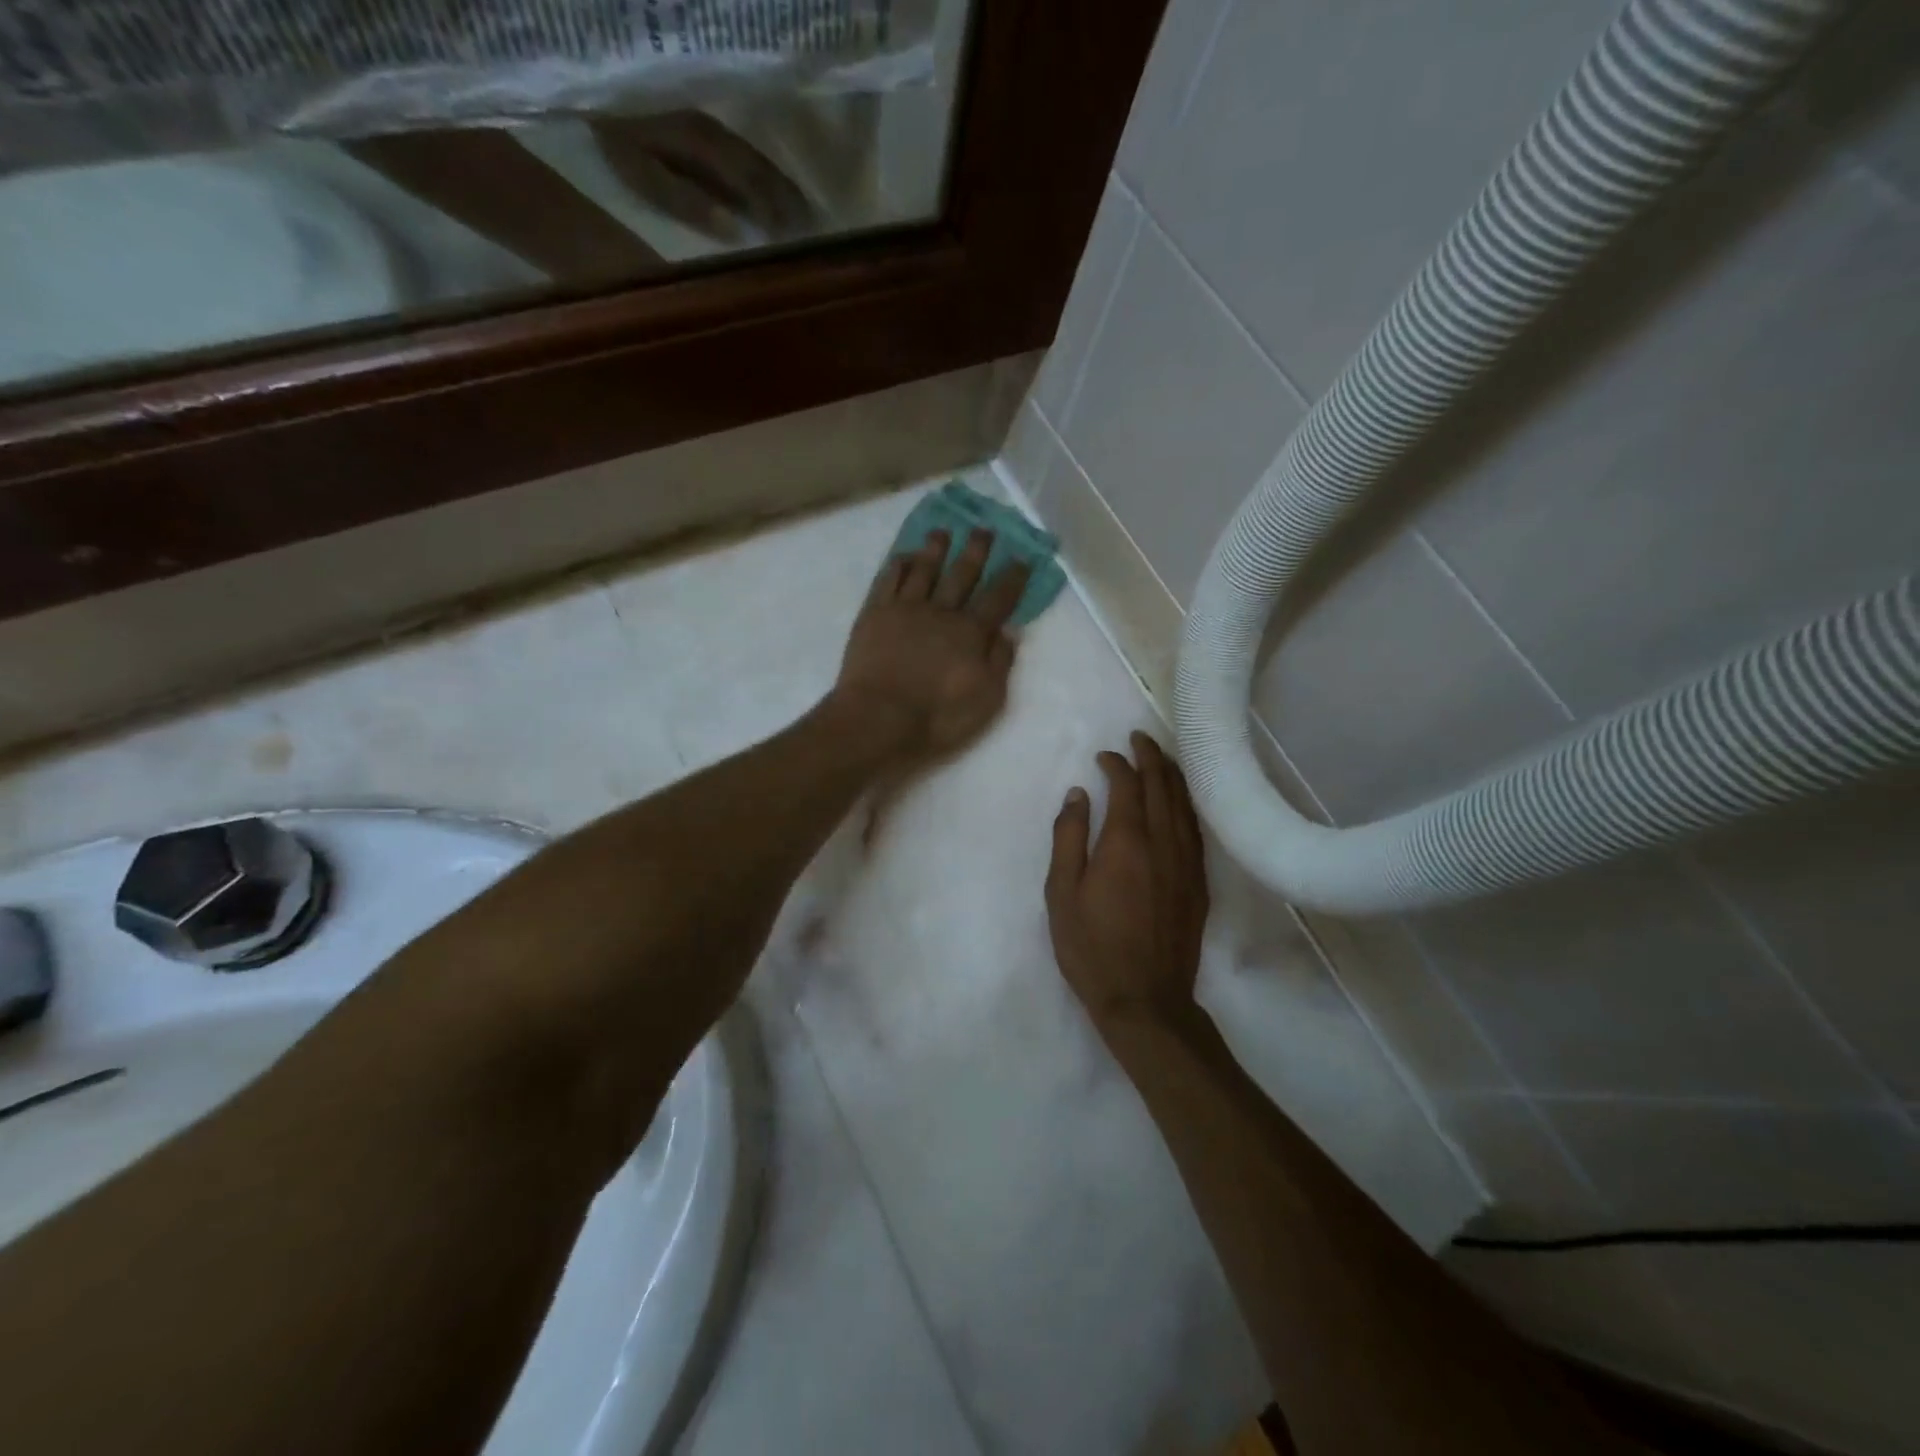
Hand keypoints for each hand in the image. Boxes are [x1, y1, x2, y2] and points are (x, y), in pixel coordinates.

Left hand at [834, 527, 1029, 778]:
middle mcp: (941, 611)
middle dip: (976, 551)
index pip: (998, 598)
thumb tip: (1010, 632)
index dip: (1012, 578)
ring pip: (924, 570)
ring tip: (942, 532)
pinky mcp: (874, 615)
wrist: (878, 719)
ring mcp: (905, 609)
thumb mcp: (986, 700)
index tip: (1022, 559)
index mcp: (971, 632)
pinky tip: (902, 557)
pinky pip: (887, 580)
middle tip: (984, 530)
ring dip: (934, 549)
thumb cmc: (937, 717)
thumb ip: (1000, 663)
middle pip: (962, 574)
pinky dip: (897, 565)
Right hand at [1045, 732, 1208, 1037]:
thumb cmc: (1092, 947)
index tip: (1103, 756)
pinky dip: (1187, 805)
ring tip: (1160, 758)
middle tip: (1138, 738)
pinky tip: (1180, 803)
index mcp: (1126, 841)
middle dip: (1150, 756)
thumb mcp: (1061, 893)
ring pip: (1184, 804)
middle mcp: (1163, 842)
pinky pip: (1195, 829)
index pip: (1127, 785)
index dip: (1116, 763)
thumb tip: (1077, 794)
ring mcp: (1187, 862)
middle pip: (1162, 785)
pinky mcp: (1199, 883)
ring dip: (1172, 775)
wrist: (1145, 999)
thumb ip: (1068, 837)